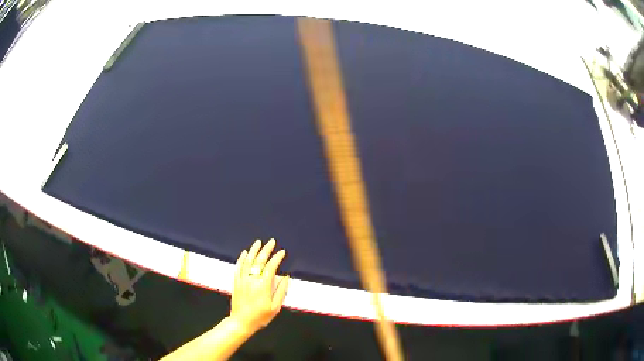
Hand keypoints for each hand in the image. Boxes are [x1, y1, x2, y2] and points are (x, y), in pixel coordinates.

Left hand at [230, 239, 289, 333]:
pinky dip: (241, 258)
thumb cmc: (260, 317)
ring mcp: (242, 280)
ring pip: (247, 261)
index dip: (277, 258)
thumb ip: (281, 291)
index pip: (270, 267)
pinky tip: (244, 253)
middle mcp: (252, 280)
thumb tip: (286, 278)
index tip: (282, 252)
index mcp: (263, 285)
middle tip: (271, 241)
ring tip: (258, 242)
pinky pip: (238, 267)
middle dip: (266, 250)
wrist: (241, 322)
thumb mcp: (275, 307)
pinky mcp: (236, 282)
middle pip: (259, 260)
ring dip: (253, 250)